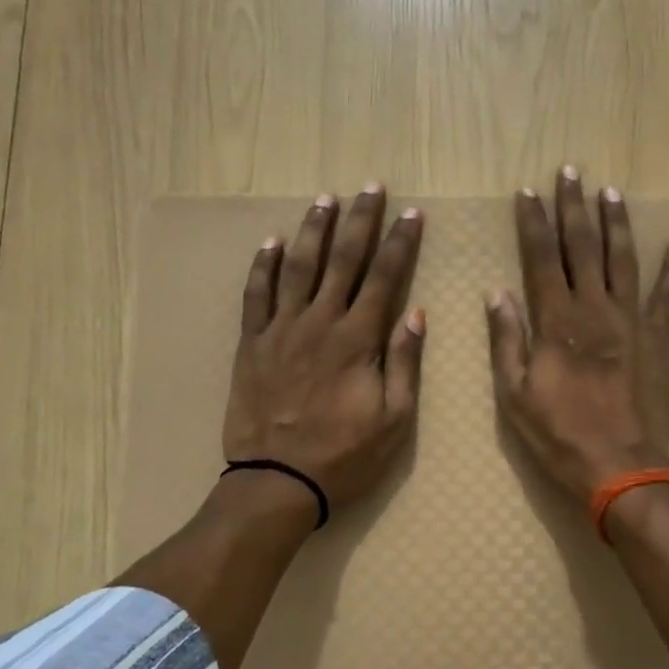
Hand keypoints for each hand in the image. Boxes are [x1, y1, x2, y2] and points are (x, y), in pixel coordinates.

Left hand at [223, 184, 426, 513]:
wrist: (276, 482)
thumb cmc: (344, 456)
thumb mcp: (393, 420)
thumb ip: (404, 363)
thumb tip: (416, 313)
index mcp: (357, 340)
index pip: (384, 278)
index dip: (400, 243)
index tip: (411, 213)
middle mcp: (319, 323)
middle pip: (343, 260)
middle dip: (360, 221)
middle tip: (370, 187)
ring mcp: (281, 330)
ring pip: (298, 267)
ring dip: (313, 230)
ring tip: (325, 199)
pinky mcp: (252, 344)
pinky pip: (256, 295)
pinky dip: (262, 266)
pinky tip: (270, 241)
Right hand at [485, 166, 668, 504]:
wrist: (621, 468)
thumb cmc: (559, 435)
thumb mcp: (515, 394)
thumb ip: (507, 339)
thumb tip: (497, 292)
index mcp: (557, 322)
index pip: (542, 258)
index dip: (534, 223)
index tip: (528, 192)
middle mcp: (595, 310)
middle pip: (583, 247)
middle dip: (573, 207)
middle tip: (570, 171)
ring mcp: (631, 322)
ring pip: (622, 260)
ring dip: (616, 223)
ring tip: (610, 191)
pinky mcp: (658, 339)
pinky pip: (668, 297)